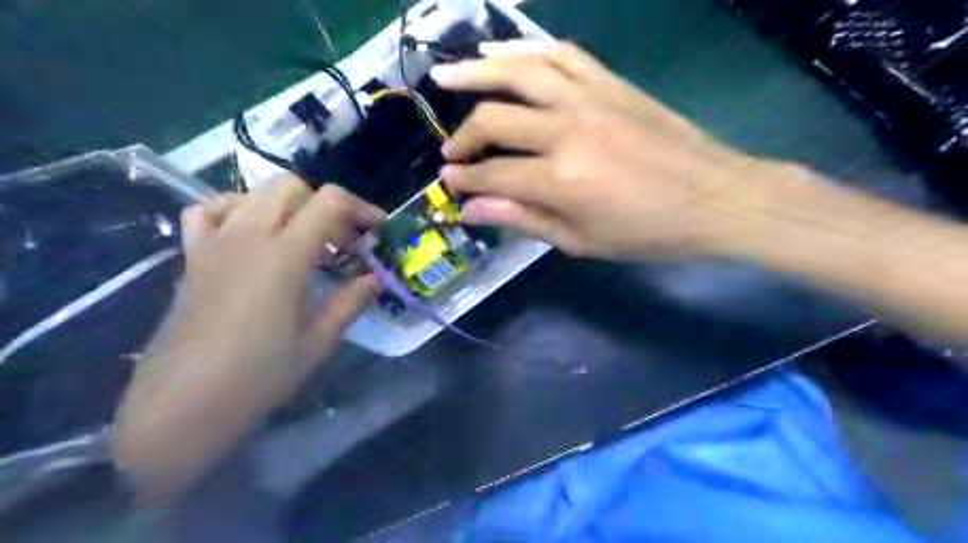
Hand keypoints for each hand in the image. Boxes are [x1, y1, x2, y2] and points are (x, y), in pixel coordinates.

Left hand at [114, 181, 382, 502]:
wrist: (184, 403)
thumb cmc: (260, 376)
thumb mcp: (318, 341)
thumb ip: (350, 301)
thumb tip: (375, 278)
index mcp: (285, 255)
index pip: (330, 202)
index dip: (361, 208)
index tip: (377, 230)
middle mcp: (248, 236)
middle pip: (292, 187)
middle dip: (326, 206)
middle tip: (342, 241)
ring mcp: (215, 242)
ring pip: (255, 193)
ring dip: (289, 207)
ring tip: (303, 239)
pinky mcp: (193, 256)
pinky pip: (210, 210)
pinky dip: (237, 209)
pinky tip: (251, 234)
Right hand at [431, 42, 777, 257]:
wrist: (715, 196)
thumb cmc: (646, 231)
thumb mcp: (580, 241)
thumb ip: (523, 220)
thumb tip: (472, 211)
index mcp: (560, 179)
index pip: (493, 175)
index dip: (464, 181)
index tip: (449, 184)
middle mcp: (567, 130)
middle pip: (495, 120)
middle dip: (463, 139)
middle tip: (452, 154)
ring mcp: (590, 98)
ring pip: (520, 72)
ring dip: (477, 72)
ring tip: (447, 76)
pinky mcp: (611, 83)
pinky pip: (561, 55)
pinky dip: (526, 48)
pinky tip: (503, 51)